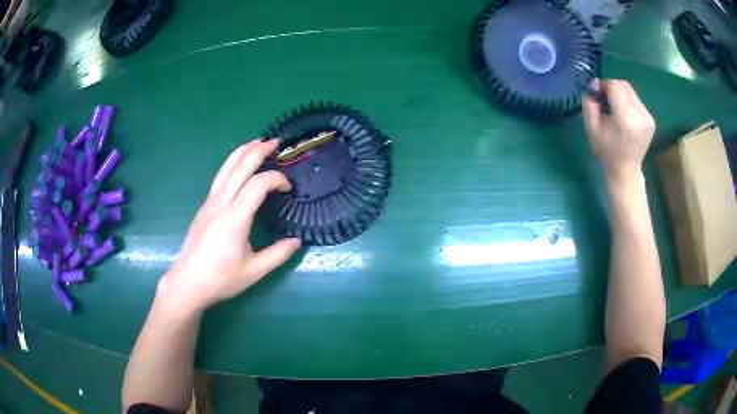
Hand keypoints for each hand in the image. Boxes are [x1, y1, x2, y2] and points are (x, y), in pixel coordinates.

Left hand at [158, 139, 300, 312]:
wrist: (188, 282)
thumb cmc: (220, 279)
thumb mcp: (254, 271)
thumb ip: (278, 254)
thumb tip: (297, 241)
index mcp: (234, 218)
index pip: (258, 185)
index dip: (276, 180)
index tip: (288, 189)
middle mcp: (220, 204)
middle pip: (239, 167)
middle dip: (258, 151)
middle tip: (275, 143)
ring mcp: (209, 203)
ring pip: (226, 168)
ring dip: (242, 152)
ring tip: (257, 143)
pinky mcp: (204, 207)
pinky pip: (220, 177)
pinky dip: (233, 164)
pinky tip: (239, 167)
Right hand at [582, 79, 655, 182]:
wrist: (626, 171)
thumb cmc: (607, 151)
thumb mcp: (591, 128)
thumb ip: (590, 103)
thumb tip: (594, 82)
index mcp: (625, 119)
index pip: (615, 86)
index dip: (604, 86)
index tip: (598, 96)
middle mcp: (640, 116)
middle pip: (624, 85)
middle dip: (613, 89)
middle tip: (606, 103)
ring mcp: (648, 118)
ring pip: (631, 91)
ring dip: (621, 96)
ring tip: (616, 111)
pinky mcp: (651, 120)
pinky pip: (637, 101)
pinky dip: (628, 103)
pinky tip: (625, 117)